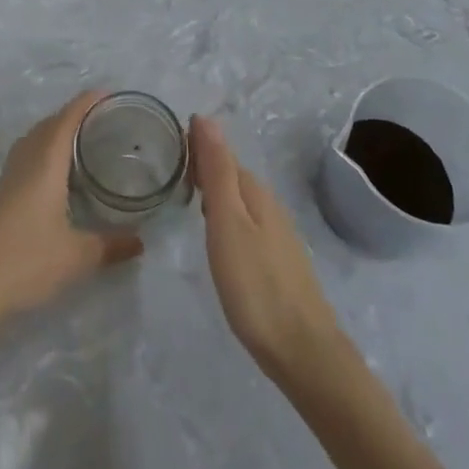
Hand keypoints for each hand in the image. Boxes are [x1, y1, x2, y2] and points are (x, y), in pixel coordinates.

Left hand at [0, 92, 142, 332]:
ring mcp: (9, 176)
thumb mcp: (77, 256)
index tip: (110, 95)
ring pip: (35, 139)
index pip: (68, 118)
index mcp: (45, 162)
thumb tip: (141, 242)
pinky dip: (45, 150)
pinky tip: (57, 174)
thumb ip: (111, 245)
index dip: (87, 102)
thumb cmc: (26, 261)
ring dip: (57, 132)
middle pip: (50, 124)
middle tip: (104, 121)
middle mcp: (26, 160)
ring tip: (83, 142)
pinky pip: (27, 155)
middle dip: (75, 115)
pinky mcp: (0, 193)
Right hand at [191, 115, 342, 379]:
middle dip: (201, 167)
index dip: (194, 147)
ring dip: (213, 192)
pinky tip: (214, 234)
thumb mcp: (227, 222)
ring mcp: (276, 233)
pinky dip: (224, 216)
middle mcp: (267, 204)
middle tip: (166, 171)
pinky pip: (245, 221)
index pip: (219, 152)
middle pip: (230, 174)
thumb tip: (206, 118)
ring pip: (238, 199)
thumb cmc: (256, 285)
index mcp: (253, 191)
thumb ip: (217, 171)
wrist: (303, 351)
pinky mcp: (277, 259)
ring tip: (183, 197)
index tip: (164, 147)